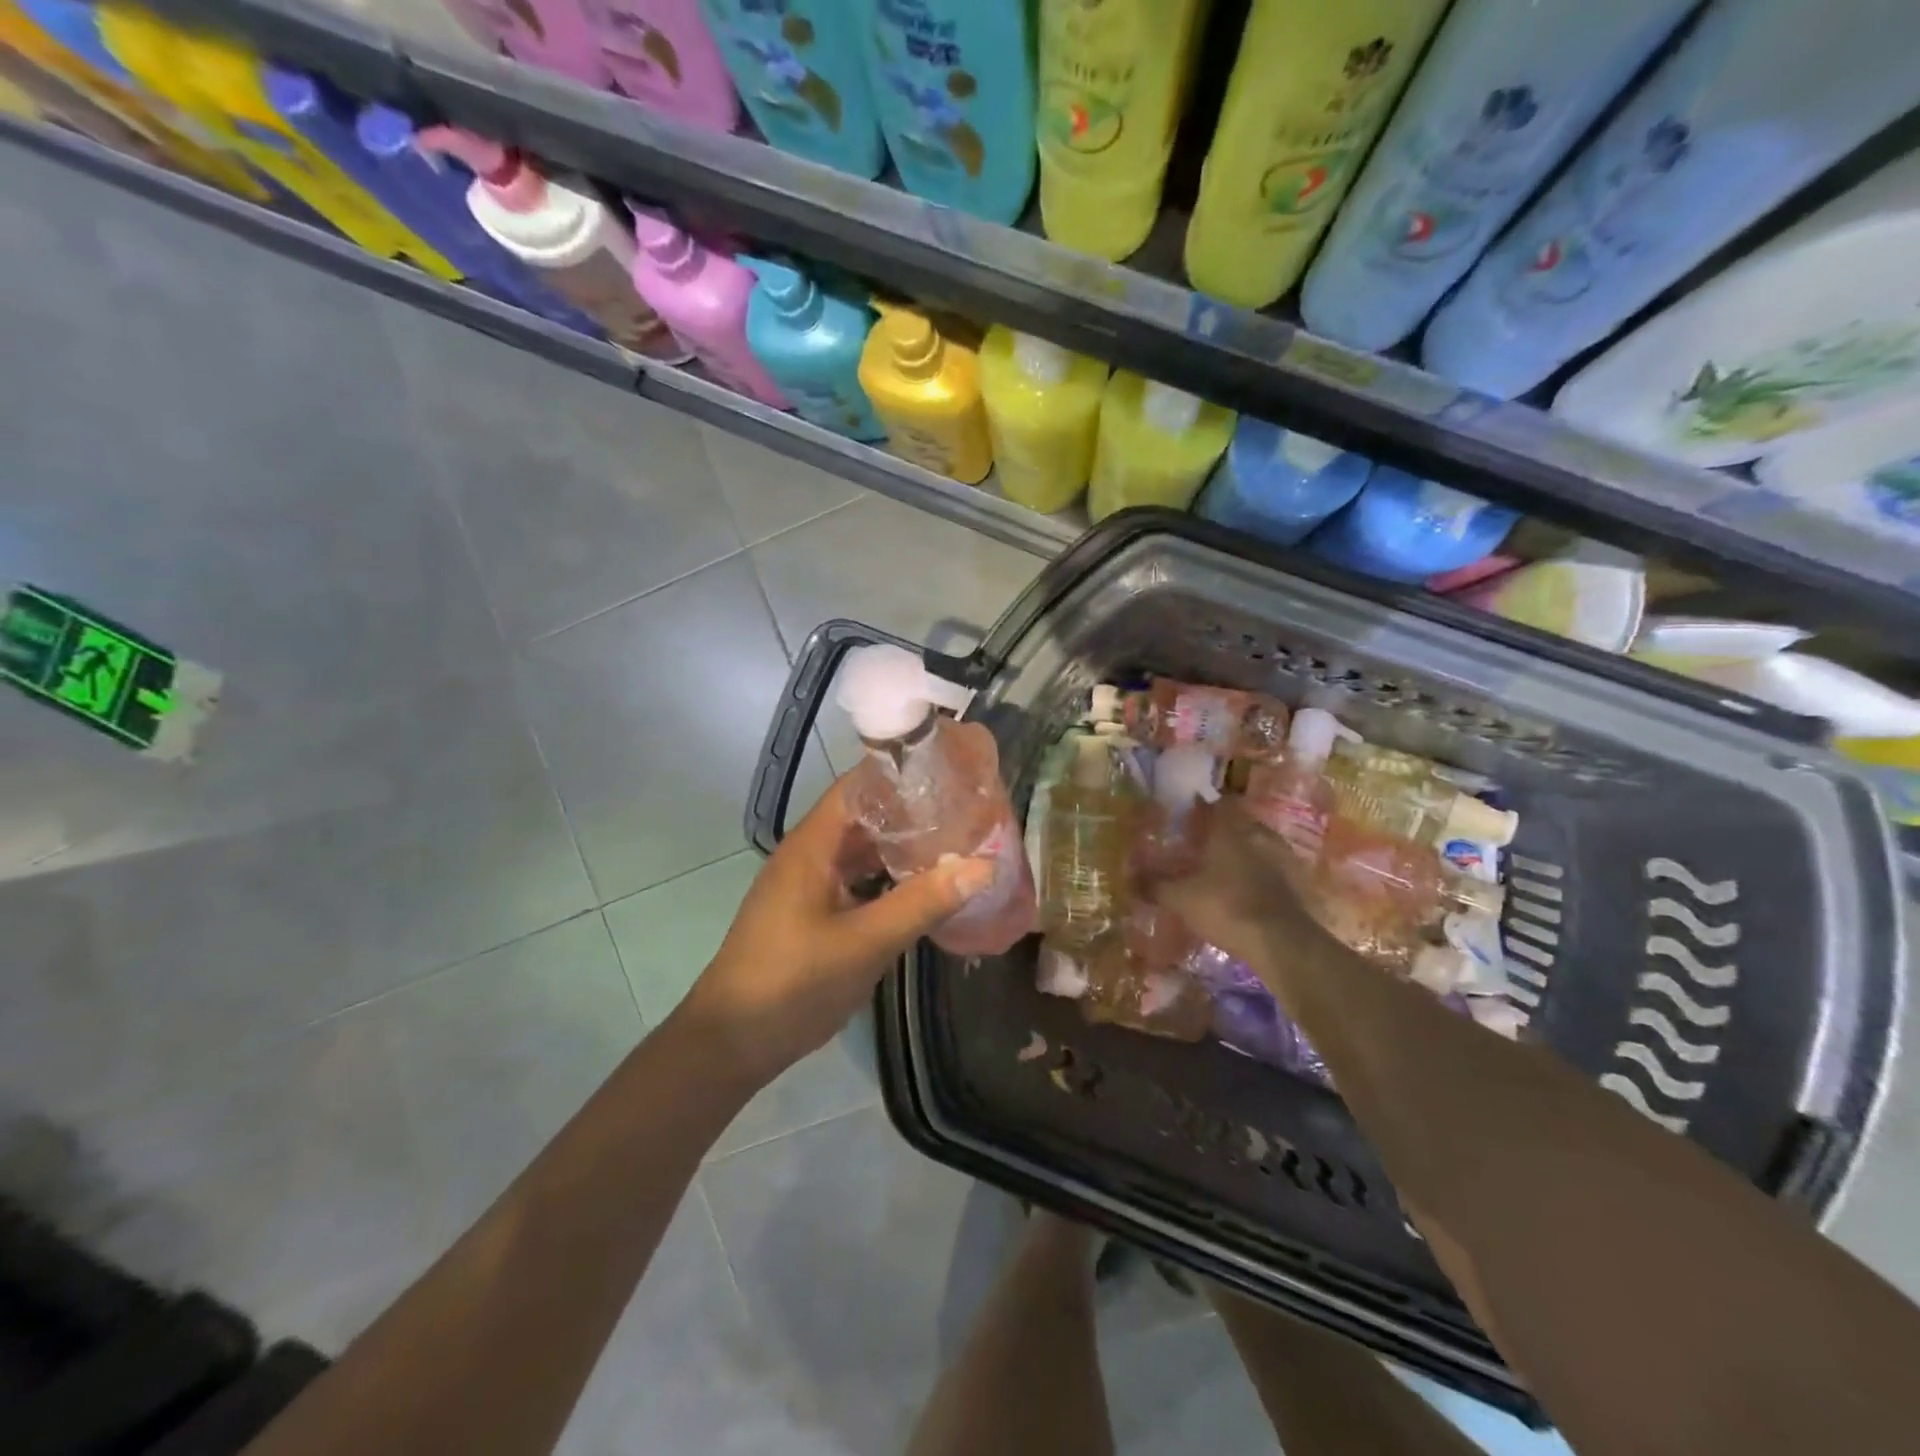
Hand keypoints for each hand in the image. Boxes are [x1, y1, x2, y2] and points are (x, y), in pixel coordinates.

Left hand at [682, 772, 995, 1085]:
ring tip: (957, 843)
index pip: (860, 785)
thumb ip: (922, 902)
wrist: (732, 1042)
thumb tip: (984, 864)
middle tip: (968, 811)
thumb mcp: (864, 943)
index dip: (903, 774)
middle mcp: (811, 854)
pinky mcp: (815, 912)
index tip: (952, 773)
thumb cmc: (792, 983)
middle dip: (913, 812)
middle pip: (866, 816)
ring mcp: (811, 884)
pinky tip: (926, 888)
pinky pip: (859, 881)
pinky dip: (891, 879)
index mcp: (813, 844)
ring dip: (904, 847)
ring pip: (864, 851)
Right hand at [1152, 799, 1331, 977]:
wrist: (1283, 943)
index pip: (1217, 804)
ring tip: (1226, 871)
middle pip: (1240, 824)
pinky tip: (1250, 893)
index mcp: (1230, 830)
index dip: (1202, 808)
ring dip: (1245, 854)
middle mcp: (1259, 835)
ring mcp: (1284, 858)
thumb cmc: (1226, 908)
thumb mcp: (1181, 899)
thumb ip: (1155, 886)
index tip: (1188, 817)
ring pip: (1260, 846)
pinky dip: (1263, 877)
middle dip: (1223, 832)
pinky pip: (1276, 871)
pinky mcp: (1300, 883)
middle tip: (1204, 846)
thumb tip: (1130, 879)